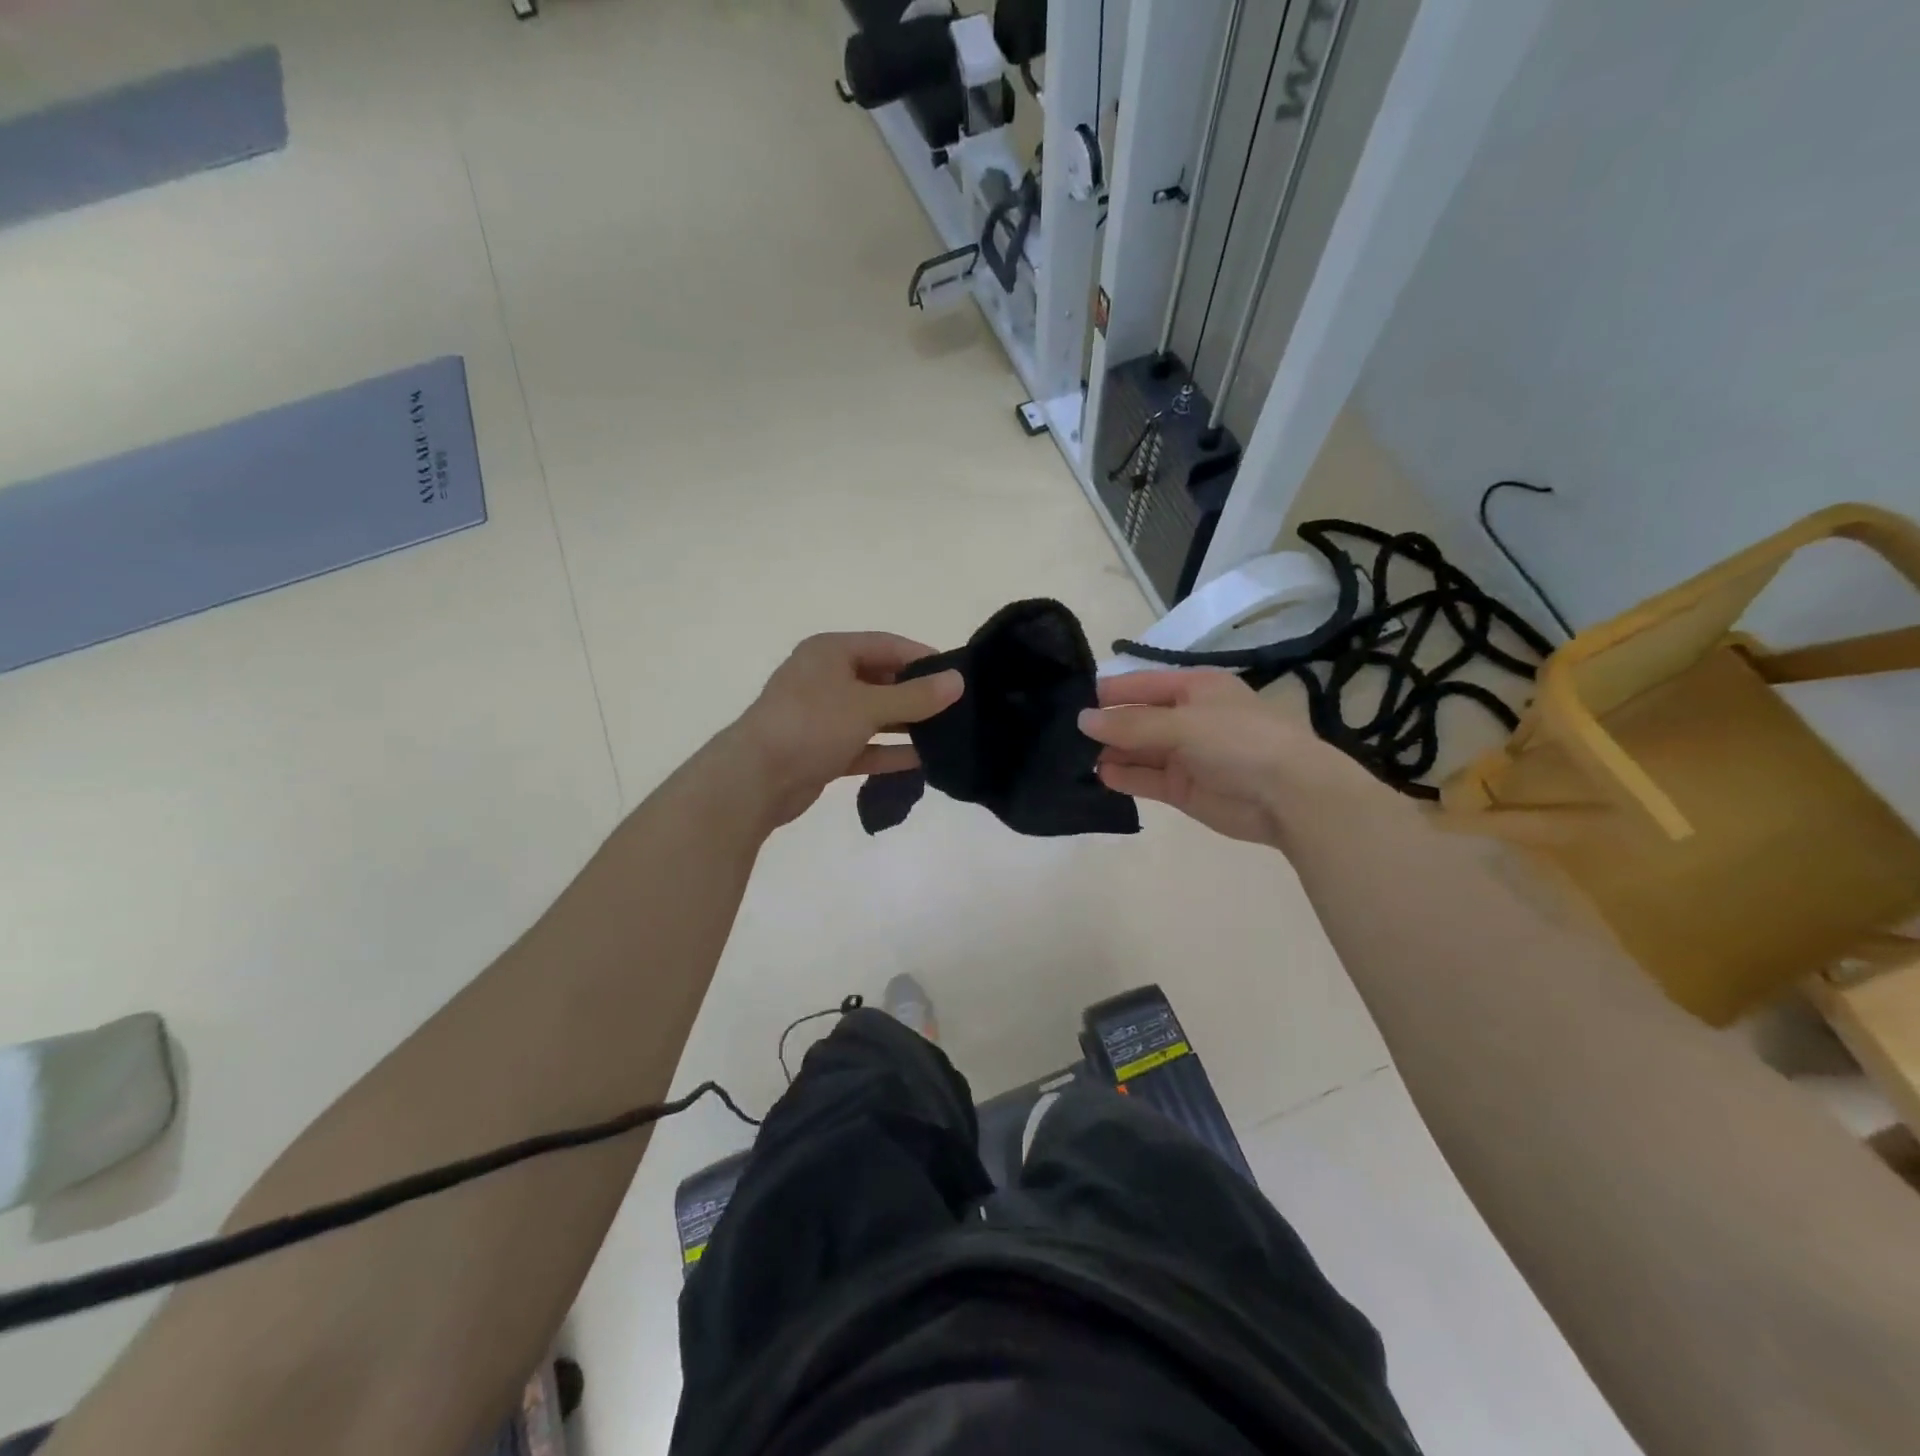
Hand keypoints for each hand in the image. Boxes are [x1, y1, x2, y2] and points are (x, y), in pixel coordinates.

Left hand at [729, 632, 963, 828]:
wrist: (755, 779)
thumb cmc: (811, 725)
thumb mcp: (868, 705)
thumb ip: (915, 696)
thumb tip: (958, 681)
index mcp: (830, 652)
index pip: (887, 645)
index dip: (922, 657)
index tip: (958, 675)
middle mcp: (825, 678)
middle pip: (881, 680)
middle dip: (916, 695)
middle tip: (956, 709)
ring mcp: (822, 716)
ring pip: (873, 716)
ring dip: (904, 725)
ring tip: (946, 735)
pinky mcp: (821, 750)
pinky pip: (863, 746)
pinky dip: (887, 751)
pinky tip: (921, 761)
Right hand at [1079, 669, 1372, 847]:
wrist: (1290, 796)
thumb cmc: (1239, 742)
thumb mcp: (1182, 725)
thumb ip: (1131, 724)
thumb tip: (1082, 719)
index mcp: (1194, 688)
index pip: (1140, 685)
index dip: (1108, 692)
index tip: (1071, 702)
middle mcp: (1187, 718)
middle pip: (1137, 718)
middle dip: (1106, 726)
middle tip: (1063, 735)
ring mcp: (1185, 755)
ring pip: (1138, 750)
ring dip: (1111, 752)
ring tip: (1074, 757)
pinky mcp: (1183, 788)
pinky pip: (1146, 778)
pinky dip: (1124, 777)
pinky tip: (1100, 775)